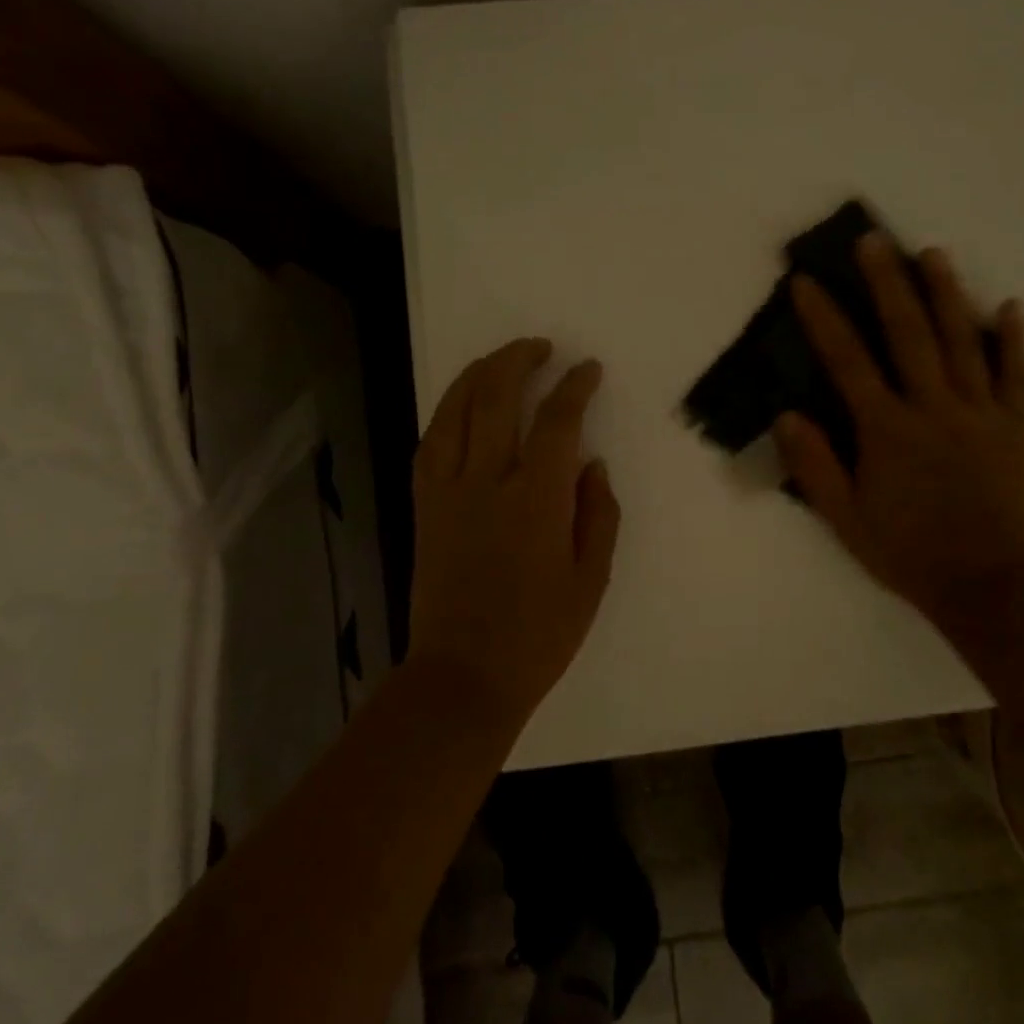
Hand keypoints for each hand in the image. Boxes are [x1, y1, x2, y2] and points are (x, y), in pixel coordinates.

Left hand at [409, 338, 621, 718]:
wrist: (464, 676)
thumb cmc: (539, 634)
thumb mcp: (591, 578)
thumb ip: (598, 513)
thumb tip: (591, 465)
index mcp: (537, 500)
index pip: (558, 421)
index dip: (575, 387)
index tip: (588, 369)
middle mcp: (487, 482)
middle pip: (497, 397)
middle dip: (520, 360)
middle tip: (542, 347)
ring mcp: (448, 492)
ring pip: (455, 411)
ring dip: (479, 375)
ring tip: (500, 360)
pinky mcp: (424, 507)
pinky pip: (430, 444)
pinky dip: (446, 413)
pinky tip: (460, 406)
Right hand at [773, 234, 1023, 628]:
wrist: (988, 585)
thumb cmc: (908, 553)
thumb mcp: (845, 519)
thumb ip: (815, 466)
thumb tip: (788, 415)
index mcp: (887, 430)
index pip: (848, 362)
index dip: (824, 319)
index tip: (806, 282)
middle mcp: (932, 408)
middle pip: (908, 334)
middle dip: (887, 284)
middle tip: (874, 240)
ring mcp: (980, 413)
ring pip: (961, 342)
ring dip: (946, 294)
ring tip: (933, 253)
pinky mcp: (1015, 428)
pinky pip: (1015, 376)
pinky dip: (1013, 339)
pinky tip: (1010, 305)